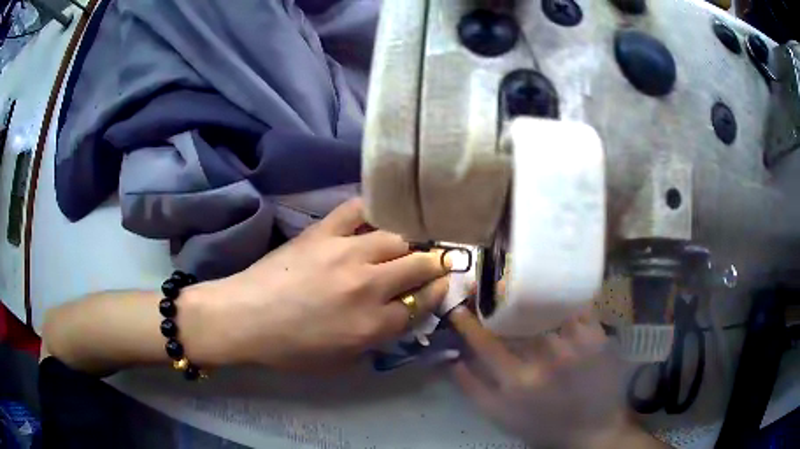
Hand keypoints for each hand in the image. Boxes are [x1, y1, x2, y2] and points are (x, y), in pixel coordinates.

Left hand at [202, 198, 449, 370]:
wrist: (244, 317)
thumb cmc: (289, 348)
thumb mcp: (340, 360)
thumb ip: (377, 339)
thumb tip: (401, 314)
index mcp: (371, 325)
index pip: (421, 304)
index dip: (437, 294)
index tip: (443, 284)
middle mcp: (367, 286)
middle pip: (419, 266)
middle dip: (435, 263)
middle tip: (436, 260)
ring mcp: (345, 253)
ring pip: (397, 237)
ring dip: (410, 241)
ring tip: (408, 241)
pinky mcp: (323, 231)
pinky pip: (358, 210)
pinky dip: (374, 209)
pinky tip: (380, 213)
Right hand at [448, 306, 627, 447]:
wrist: (593, 427)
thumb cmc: (542, 425)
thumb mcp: (501, 417)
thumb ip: (473, 389)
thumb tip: (454, 360)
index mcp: (518, 380)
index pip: (485, 342)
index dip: (468, 323)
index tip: (459, 307)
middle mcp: (546, 358)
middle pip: (515, 319)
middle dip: (498, 302)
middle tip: (492, 294)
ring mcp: (575, 344)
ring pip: (545, 309)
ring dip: (530, 300)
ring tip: (524, 295)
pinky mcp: (598, 336)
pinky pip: (575, 308)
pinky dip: (563, 303)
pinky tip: (557, 304)